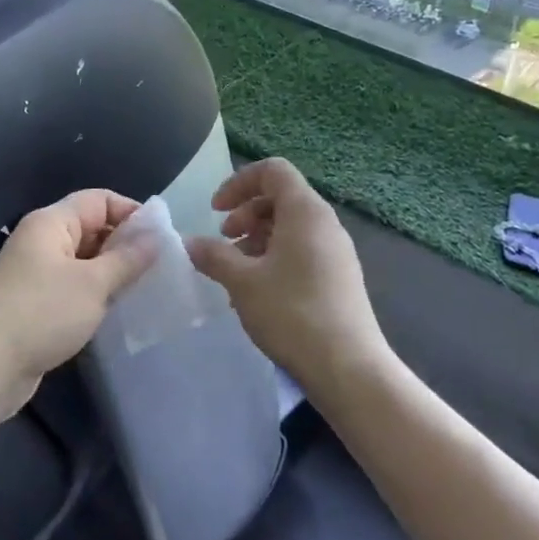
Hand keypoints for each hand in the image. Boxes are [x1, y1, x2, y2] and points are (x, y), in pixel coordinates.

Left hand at [0, 190, 155, 418]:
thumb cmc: (41, 313)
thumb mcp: (92, 284)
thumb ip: (127, 259)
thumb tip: (155, 236)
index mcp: (51, 222)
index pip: (99, 199)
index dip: (131, 212)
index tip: (162, 239)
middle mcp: (41, 239)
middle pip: (91, 227)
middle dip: (124, 244)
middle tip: (159, 269)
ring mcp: (35, 272)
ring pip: (83, 260)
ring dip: (111, 272)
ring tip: (144, 290)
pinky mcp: (33, 302)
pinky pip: (72, 286)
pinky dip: (94, 293)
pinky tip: (114, 311)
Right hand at [186, 158, 385, 395]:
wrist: (348, 369)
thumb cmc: (292, 314)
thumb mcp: (242, 282)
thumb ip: (213, 256)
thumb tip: (190, 243)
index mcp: (305, 211)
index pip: (272, 170)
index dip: (239, 182)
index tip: (216, 210)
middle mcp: (325, 223)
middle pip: (280, 197)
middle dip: (245, 213)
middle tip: (224, 240)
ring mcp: (336, 251)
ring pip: (290, 227)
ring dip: (257, 239)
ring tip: (236, 270)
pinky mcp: (339, 277)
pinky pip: (302, 251)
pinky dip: (274, 258)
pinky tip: (257, 292)